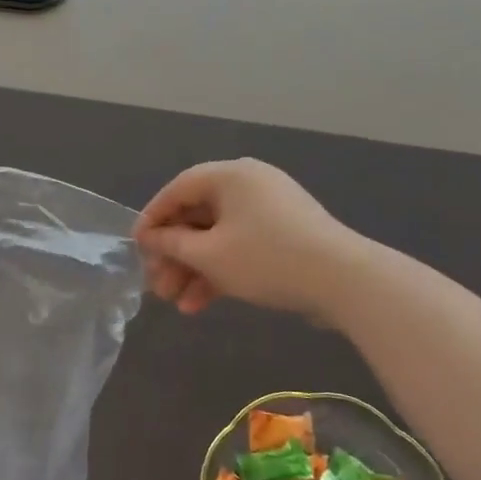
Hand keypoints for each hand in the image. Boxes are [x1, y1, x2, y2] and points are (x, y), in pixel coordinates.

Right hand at [135, 159, 359, 319]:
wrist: (344, 281)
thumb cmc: (266, 258)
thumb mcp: (210, 255)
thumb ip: (172, 244)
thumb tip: (149, 237)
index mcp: (230, 175)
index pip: (178, 190)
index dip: (153, 219)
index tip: (136, 248)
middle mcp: (249, 184)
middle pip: (197, 216)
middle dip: (174, 255)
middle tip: (157, 286)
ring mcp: (269, 210)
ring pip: (218, 236)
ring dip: (194, 269)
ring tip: (177, 304)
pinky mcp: (284, 235)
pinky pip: (241, 246)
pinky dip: (221, 270)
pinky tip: (202, 304)